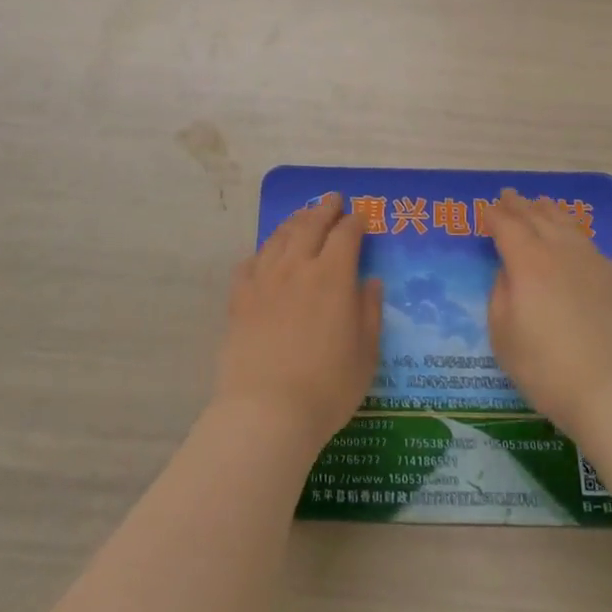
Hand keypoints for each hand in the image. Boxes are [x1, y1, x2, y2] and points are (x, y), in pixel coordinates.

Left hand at [213, 193, 382, 452]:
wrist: (267, 412)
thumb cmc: (327, 387)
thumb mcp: (366, 353)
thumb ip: (370, 311)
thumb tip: (371, 280)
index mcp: (334, 276)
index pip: (346, 234)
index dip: (355, 222)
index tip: (360, 218)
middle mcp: (298, 266)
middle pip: (311, 224)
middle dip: (325, 208)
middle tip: (332, 199)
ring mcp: (265, 279)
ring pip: (280, 237)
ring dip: (295, 221)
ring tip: (302, 216)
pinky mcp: (240, 298)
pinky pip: (250, 262)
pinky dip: (263, 252)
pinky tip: (266, 255)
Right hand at [487, 189, 611, 441]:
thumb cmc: (549, 369)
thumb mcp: (504, 337)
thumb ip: (500, 296)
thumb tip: (508, 273)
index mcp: (528, 260)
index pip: (506, 226)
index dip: (494, 216)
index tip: (485, 211)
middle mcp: (559, 250)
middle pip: (536, 217)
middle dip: (519, 205)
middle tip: (508, 196)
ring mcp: (591, 261)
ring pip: (565, 223)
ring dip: (547, 211)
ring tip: (540, 204)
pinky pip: (585, 240)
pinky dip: (571, 230)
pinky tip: (571, 237)